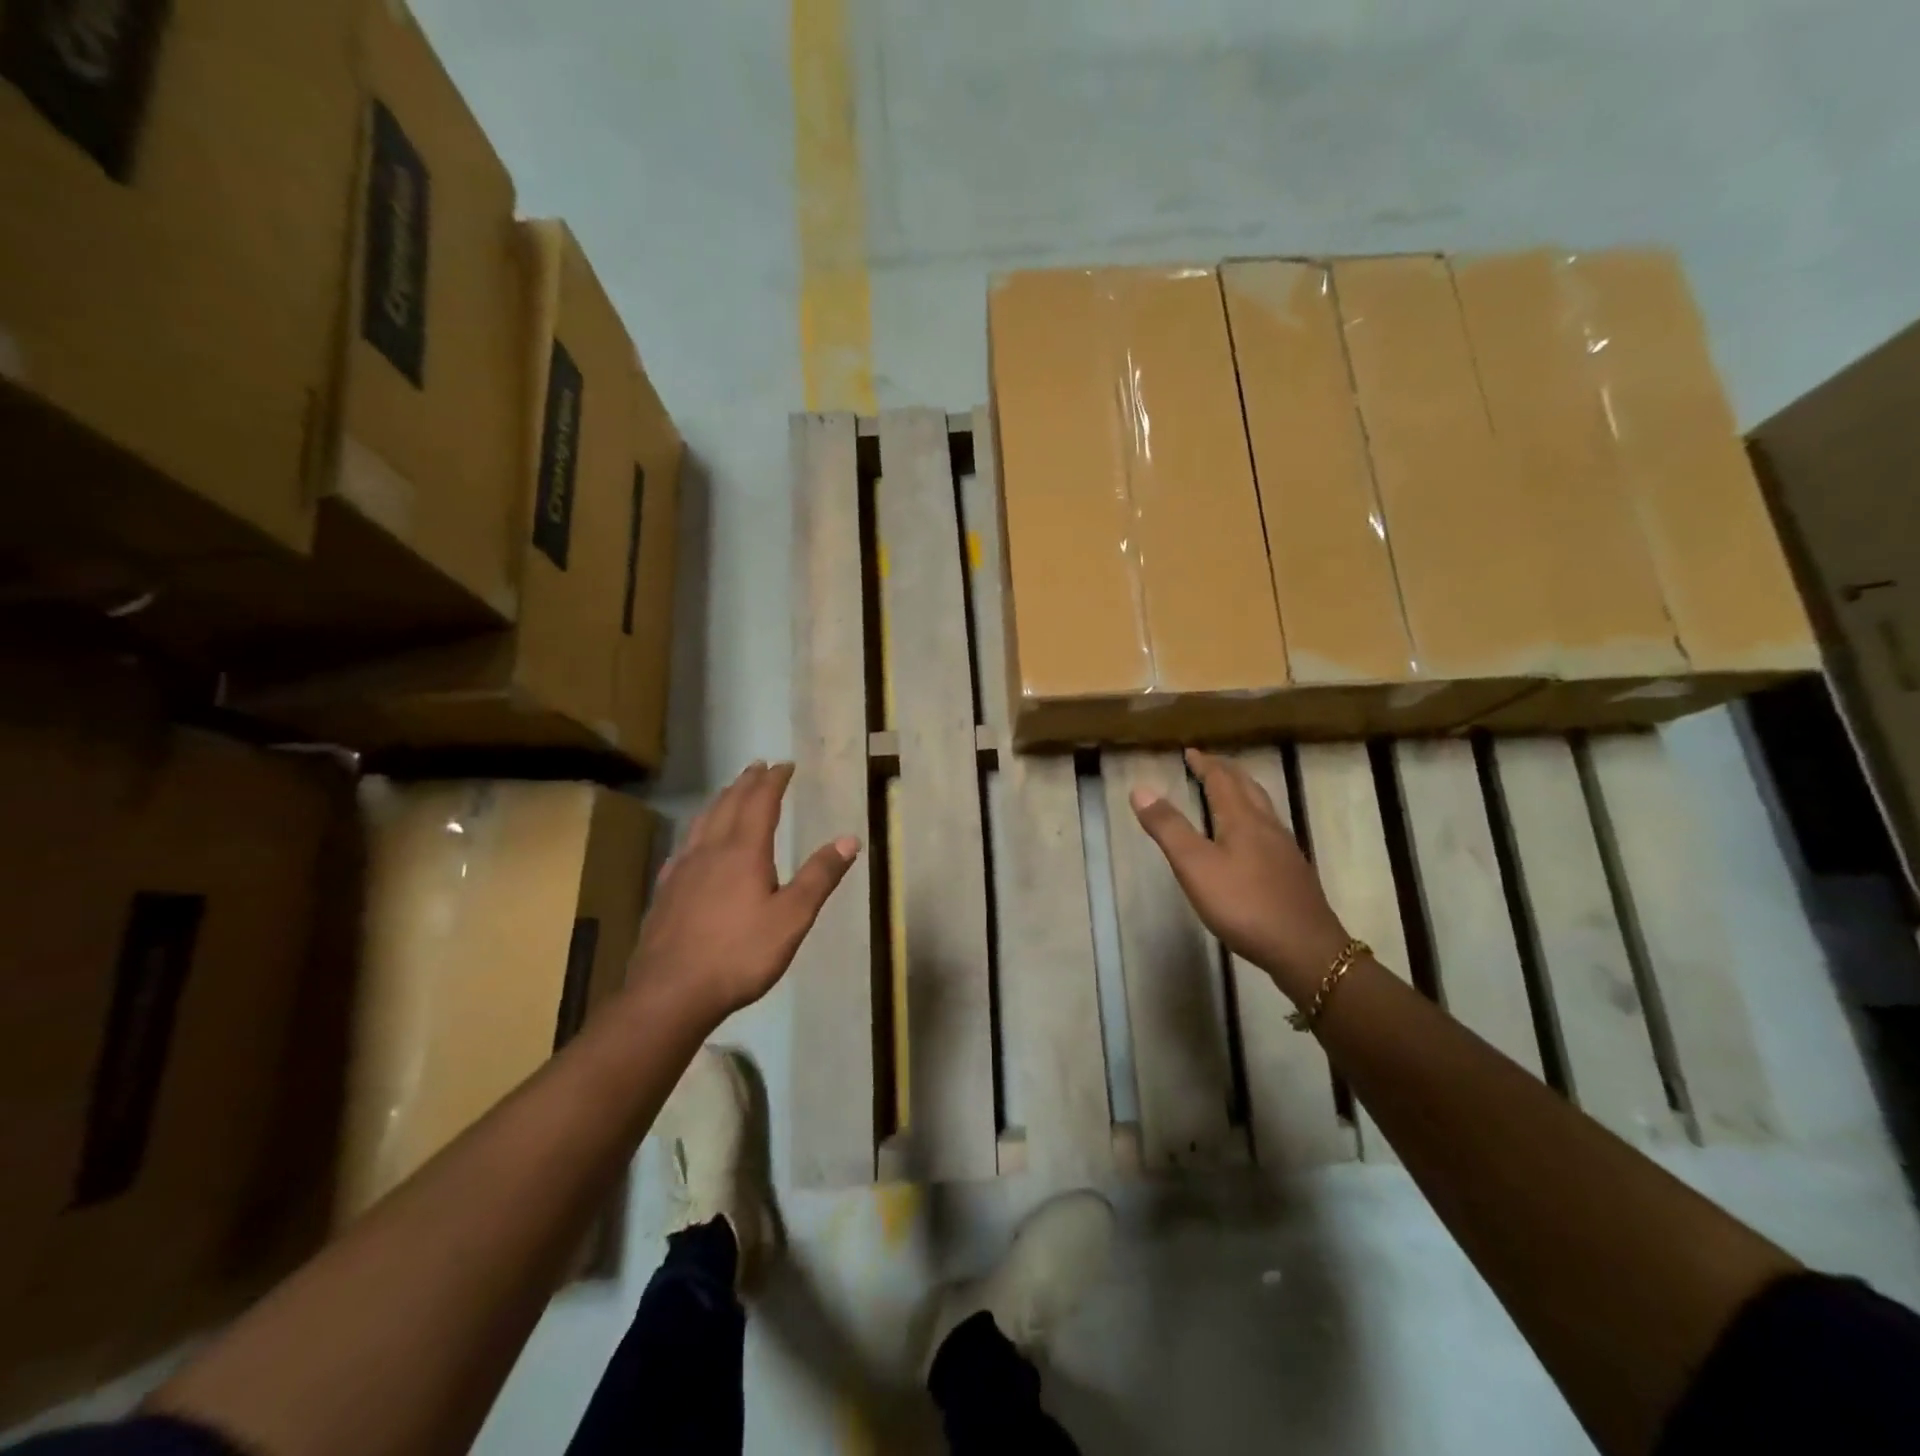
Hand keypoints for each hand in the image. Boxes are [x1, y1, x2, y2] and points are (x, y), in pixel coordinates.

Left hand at [627, 761, 858, 1025]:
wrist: (671, 991)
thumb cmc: (739, 954)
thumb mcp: (792, 917)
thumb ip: (819, 876)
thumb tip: (849, 839)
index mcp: (744, 851)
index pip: (760, 802)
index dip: (773, 781)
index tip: (784, 765)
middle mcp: (711, 850)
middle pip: (729, 805)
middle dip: (746, 783)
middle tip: (758, 766)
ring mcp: (683, 869)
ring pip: (703, 821)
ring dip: (721, 800)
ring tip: (730, 791)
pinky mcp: (666, 890)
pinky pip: (685, 845)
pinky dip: (698, 830)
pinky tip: (695, 842)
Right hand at [1130, 749, 1350, 1002]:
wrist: (1305, 949)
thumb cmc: (1244, 905)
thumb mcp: (1195, 867)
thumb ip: (1168, 828)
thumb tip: (1141, 789)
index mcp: (1242, 819)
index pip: (1222, 780)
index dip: (1205, 764)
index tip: (1190, 752)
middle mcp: (1267, 826)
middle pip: (1247, 787)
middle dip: (1226, 772)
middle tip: (1208, 764)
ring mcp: (1284, 849)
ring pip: (1263, 807)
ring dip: (1243, 791)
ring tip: (1229, 790)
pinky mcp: (1292, 871)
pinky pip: (1270, 828)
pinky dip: (1253, 816)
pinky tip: (1252, 837)